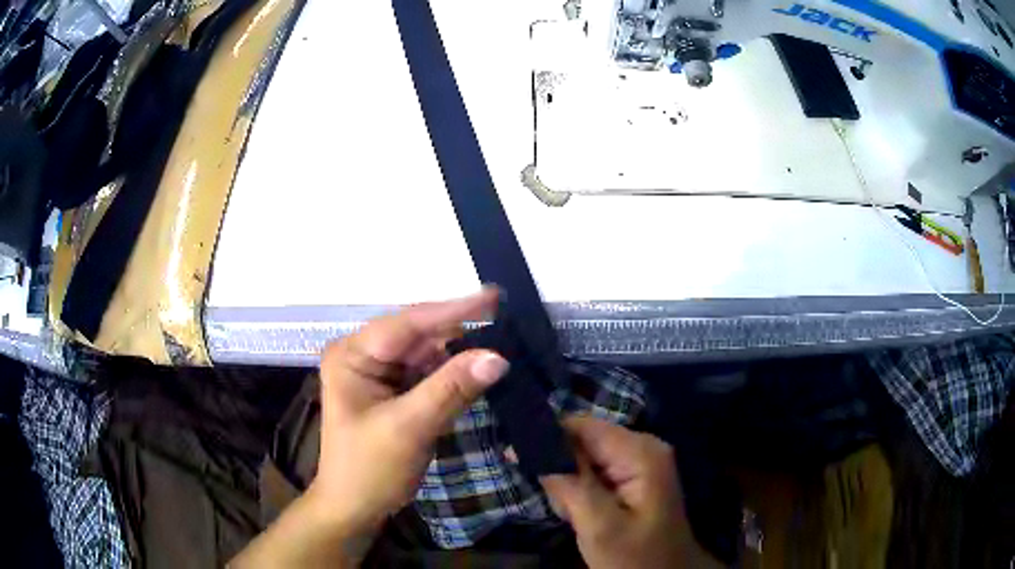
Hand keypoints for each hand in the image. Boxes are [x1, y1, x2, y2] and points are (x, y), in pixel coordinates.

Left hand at [231, 288, 507, 567]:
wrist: (355, 508)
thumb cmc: (369, 470)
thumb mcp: (408, 428)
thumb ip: (451, 389)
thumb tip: (498, 356)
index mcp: (352, 354)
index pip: (407, 323)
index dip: (454, 310)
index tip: (496, 297)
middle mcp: (364, 354)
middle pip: (419, 334)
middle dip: (460, 330)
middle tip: (507, 318)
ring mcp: (379, 371)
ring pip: (428, 352)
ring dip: (461, 351)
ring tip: (503, 339)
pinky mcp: (395, 390)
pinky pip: (430, 372)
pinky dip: (454, 372)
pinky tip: (480, 367)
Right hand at [541, 417, 720, 568]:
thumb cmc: (635, 557)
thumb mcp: (599, 526)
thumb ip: (570, 485)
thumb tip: (533, 445)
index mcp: (640, 452)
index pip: (582, 425)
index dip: (547, 437)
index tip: (516, 456)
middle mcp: (644, 446)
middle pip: (585, 439)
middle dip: (560, 466)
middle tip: (555, 500)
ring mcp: (642, 461)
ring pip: (586, 457)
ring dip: (569, 482)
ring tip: (570, 512)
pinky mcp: (636, 477)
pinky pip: (597, 471)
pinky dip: (581, 489)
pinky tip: (581, 512)